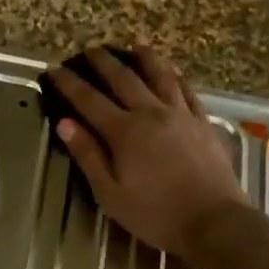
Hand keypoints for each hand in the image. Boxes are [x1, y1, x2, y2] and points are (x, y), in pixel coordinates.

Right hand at [47, 46, 248, 258]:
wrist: (214, 222)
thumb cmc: (156, 214)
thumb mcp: (111, 193)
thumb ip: (88, 155)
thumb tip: (65, 123)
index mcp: (124, 132)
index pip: (89, 100)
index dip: (69, 84)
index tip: (54, 70)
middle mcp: (151, 113)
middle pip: (124, 79)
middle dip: (103, 62)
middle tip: (90, 49)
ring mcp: (181, 115)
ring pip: (160, 76)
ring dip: (145, 58)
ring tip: (135, 45)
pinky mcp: (203, 123)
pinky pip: (188, 91)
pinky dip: (176, 77)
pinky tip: (173, 72)